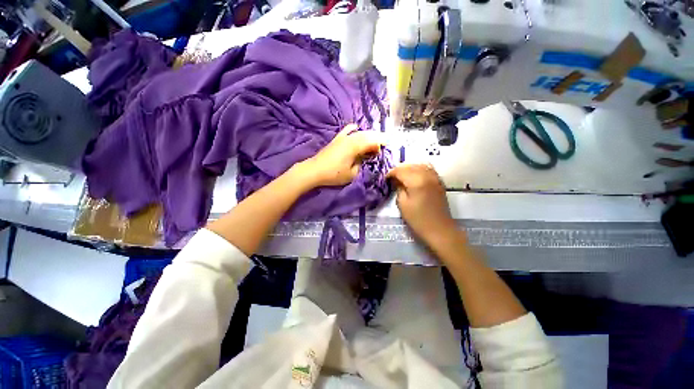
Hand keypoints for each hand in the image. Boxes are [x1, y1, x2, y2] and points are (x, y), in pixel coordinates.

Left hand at [300, 124, 382, 187]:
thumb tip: (364, 158)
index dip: (380, 144)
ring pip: (359, 132)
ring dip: (368, 135)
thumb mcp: (352, 174)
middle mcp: (350, 138)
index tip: (386, 148)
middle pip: (367, 135)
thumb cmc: (334, 174)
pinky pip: (347, 130)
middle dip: (377, 138)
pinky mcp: (336, 139)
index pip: (372, 141)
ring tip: (374, 140)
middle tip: (384, 144)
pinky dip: (354, 129)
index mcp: (355, 146)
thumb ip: (361, 164)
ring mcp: (342, 137)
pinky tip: (357, 128)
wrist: (315, 170)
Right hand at [387, 164, 457, 244]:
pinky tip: (414, 176)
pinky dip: (419, 169)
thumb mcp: (402, 204)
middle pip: (410, 166)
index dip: (391, 173)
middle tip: (392, 177)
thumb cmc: (418, 219)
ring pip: (420, 165)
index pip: (400, 170)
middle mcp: (427, 175)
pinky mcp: (439, 182)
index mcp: (416, 181)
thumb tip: (396, 180)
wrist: (439, 229)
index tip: (385, 179)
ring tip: (402, 175)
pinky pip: (428, 169)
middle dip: (399, 169)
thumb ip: (399, 188)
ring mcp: (435, 177)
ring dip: (409, 168)